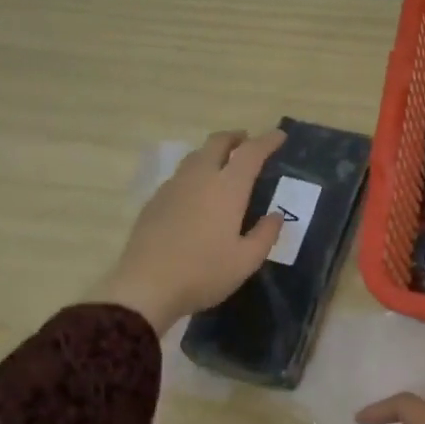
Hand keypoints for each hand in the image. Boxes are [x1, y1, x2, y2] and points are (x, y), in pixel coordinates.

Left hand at [91, 129, 286, 333]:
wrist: (145, 287)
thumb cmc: (204, 273)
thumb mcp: (246, 260)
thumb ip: (265, 234)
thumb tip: (275, 216)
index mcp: (227, 188)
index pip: (251, 153)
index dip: (267, 141)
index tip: (279, 136)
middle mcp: (200, 178)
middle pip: (217, 143)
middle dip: (236, 138)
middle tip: (248, 143)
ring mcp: (173, 187)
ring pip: (195, 156)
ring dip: (213, 152)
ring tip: (224, 164)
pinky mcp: (154, 201)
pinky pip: (180, 175)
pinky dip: (195, 172)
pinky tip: (197, 192)